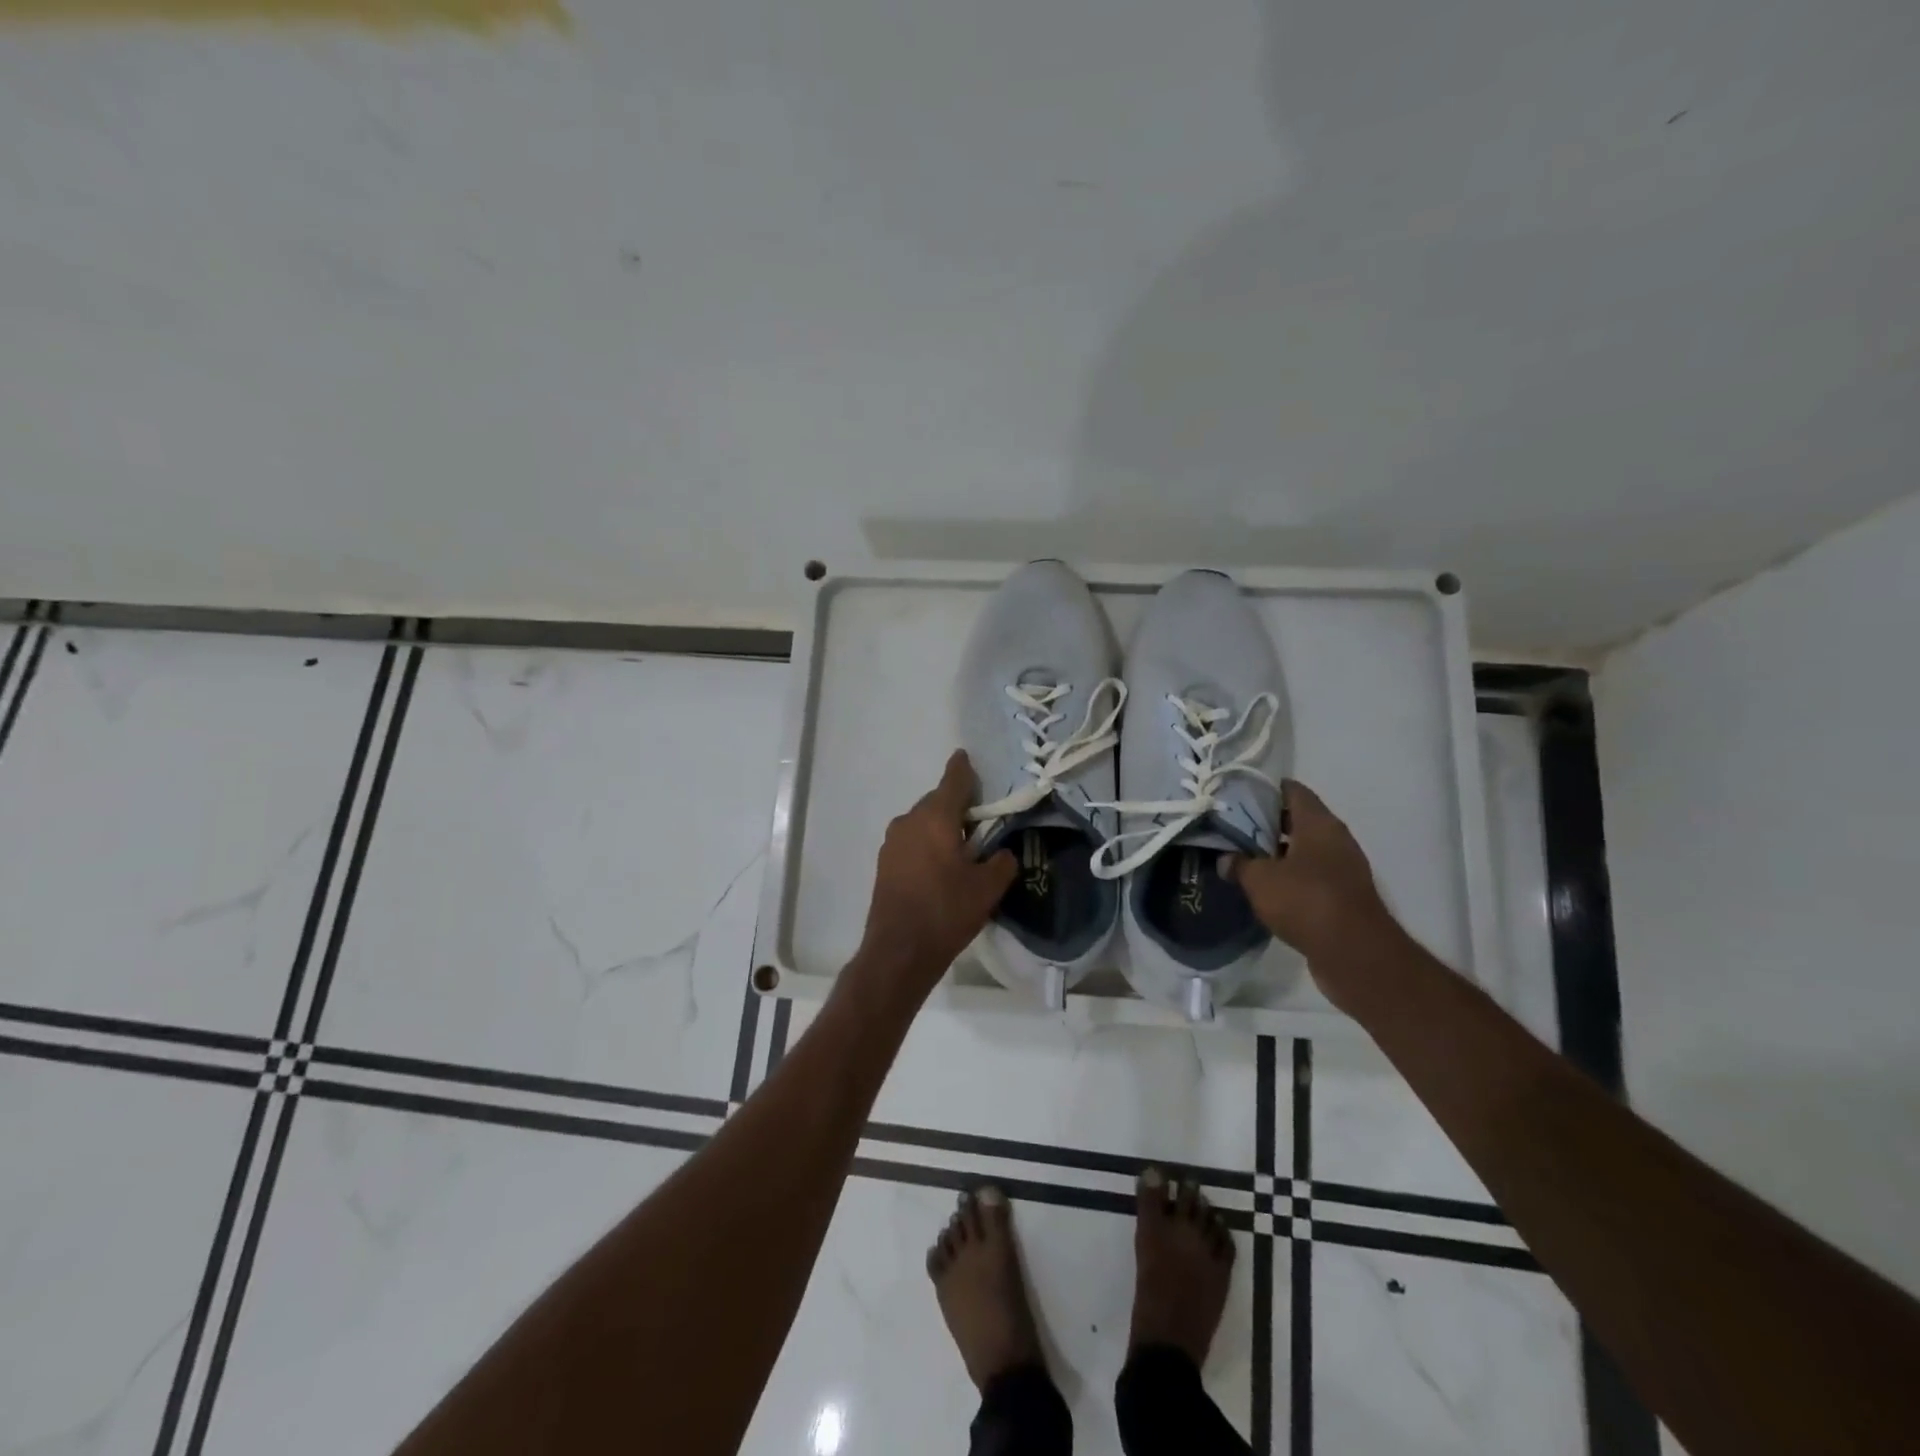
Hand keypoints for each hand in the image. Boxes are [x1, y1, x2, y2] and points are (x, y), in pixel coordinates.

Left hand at [851, 750, 1016, 1010]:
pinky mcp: (885, 863)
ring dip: (941, 826)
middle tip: (980, 818)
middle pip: (937, 801)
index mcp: (935, 817)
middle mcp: (909, 821)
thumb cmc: (946, 912)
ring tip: (962, 846)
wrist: (899, 951)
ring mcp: (892, 842)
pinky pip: (912, 841)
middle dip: (957, 805)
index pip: (953, 780)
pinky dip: (927, 843)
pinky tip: (940, 866)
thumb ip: (1002, 861)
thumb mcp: (988, 887)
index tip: (965, 756)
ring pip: (922, 822)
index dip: (963, 768)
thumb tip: (1002, 853)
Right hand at [1226, 781, 1395, 975]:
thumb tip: (1226, 859)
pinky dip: (1290, 877)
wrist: (1355, 954)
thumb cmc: (1306, 901)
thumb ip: (1239, 864)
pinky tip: (1265, 887)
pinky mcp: (1343, 896)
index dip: (1266, 789)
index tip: (1238, 795)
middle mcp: (1335, 840)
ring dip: (1278, 852)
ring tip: (1244, 856)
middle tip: (1234, 827)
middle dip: (1267, 822)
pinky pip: (1311, 876)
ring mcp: (1343, 869)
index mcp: (1319, 824)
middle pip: (1298, 819)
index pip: (1293, 791)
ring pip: (1305, 849)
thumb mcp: (1260, 880)